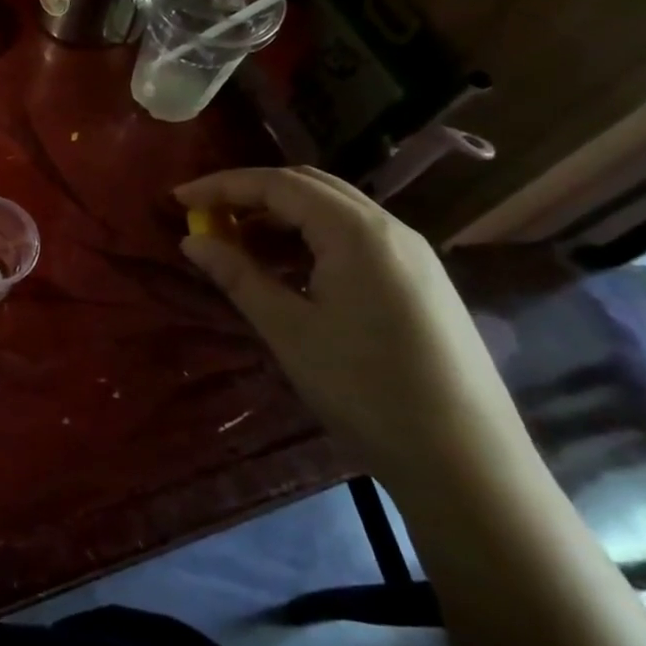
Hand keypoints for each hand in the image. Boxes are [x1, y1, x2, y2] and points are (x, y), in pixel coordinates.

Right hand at [176, 166, 520, 486]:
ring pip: (333, 211)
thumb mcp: (289, 332)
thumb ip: (238, 277)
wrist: (467, 460)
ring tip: (236, 243)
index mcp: (357, 233)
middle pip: (309, 186)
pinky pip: (354, 237)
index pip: (278, 185)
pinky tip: (286, 269)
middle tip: (204, 216)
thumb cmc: (366, 390)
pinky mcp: (419, 281)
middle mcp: (389, 228)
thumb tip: (192, 241)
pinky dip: (310, 238)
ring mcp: (411, 254)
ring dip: (280, 216)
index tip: (178, 200)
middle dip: (251, 193)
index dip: (223, 186)